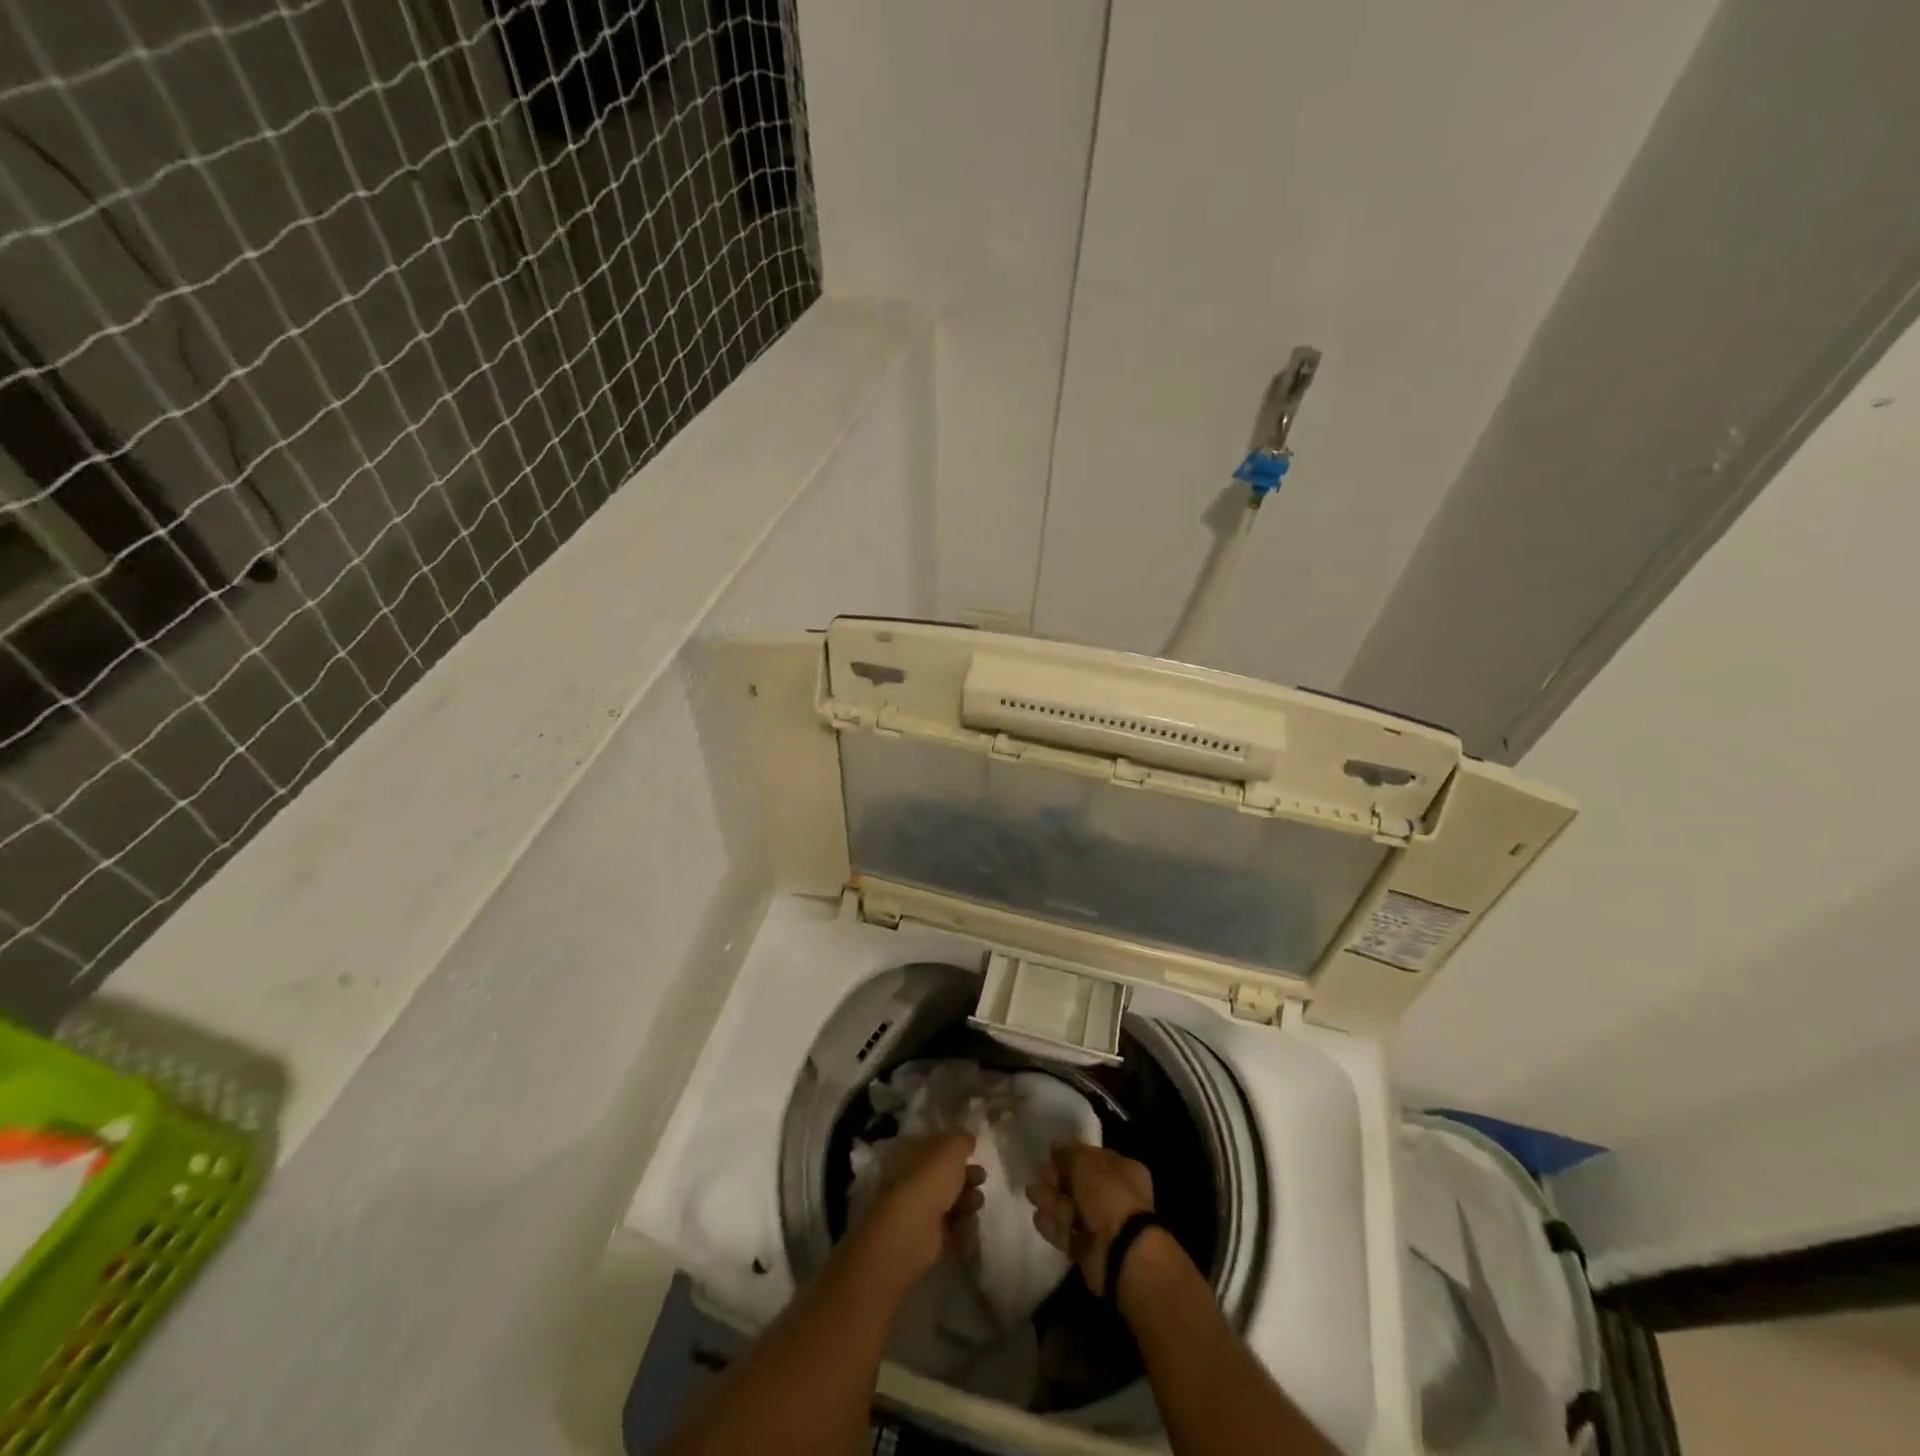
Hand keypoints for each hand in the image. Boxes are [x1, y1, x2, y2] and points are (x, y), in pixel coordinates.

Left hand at [853, 1132, 985, 1286]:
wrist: (912, 1230)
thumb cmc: (930, 1180)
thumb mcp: (951, 1148)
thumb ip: (962, 1139)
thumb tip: (968, 1138)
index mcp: (913, 1153)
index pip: (937, 1146)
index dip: (956, 1148)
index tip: (974, 1151)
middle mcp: (915, 1179)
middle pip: (947, 1175)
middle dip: (967, 1175)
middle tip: (981, 1177)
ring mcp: (921, 1209)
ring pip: (952, 1200)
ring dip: (968, 1200)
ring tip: (976, 1203)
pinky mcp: (929, 1237)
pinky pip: (953, 1227)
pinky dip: (964, 1226)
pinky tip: (969, 1224)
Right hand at [1027, 1143, 1154, 1295]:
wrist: (1120, 1251)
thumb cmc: (1107, 1194)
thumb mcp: (1084, 1161)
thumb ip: (1068, 1152)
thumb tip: (1056, 1147)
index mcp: (1124, 1171)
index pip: (1095, 1158)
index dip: (1073, 1156)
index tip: (1051, 1155)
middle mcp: (1117, 1197)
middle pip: (1081, 1185)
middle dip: (1058, 1180)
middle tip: (1039, 1174)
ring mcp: (1105, 1226)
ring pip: (1072, 1209)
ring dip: (1052, 1201)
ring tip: (1031, 1194)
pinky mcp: (1091, 1251)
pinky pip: (1069, 1234)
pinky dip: (1054, 1227)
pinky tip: (1038, 1219)